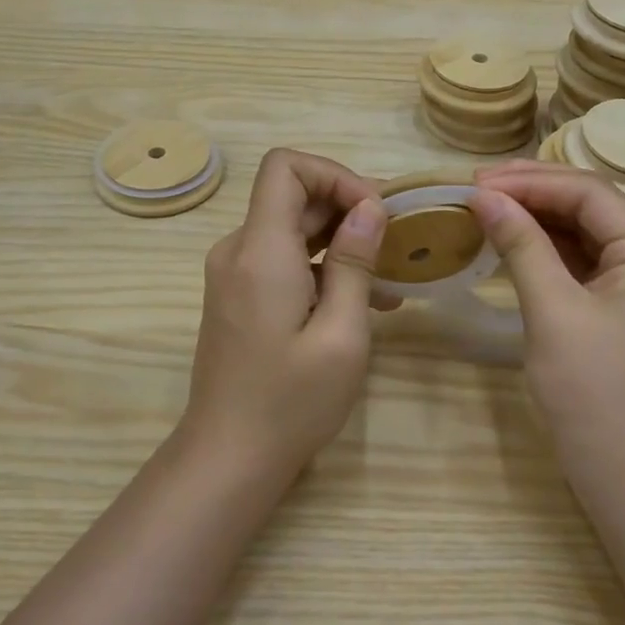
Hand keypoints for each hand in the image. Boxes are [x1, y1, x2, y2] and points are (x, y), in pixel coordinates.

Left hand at [184, 149, 387, 471]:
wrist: (228, 458)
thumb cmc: (290, 402)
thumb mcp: (341, 334)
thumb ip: (354, 263)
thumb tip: (369, 208)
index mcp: (260, 250)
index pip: (285, 167)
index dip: (334, 174)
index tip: (374, 211)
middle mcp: (239, 250)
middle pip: (292, 196)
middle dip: (347, 208)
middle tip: (397, 240)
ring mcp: (235, 274)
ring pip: (291, 228)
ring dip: (341, 240)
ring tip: (391, 275)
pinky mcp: (240, 296)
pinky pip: (283, 260)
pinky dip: (323, 267)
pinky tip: (365, 300)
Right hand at [469, 162, 624, 478]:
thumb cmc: (594, 393)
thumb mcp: (553, 312)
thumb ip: (522, 245)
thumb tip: (484, 197)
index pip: (590, 193)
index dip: (532, 181)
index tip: (477, 182)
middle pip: (591, 206)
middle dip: (534, 193)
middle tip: (477, 188)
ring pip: (586, 232)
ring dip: (538, 218)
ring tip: (487, 207)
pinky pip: (585, 261)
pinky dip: (548, 249)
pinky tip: (513, 241)